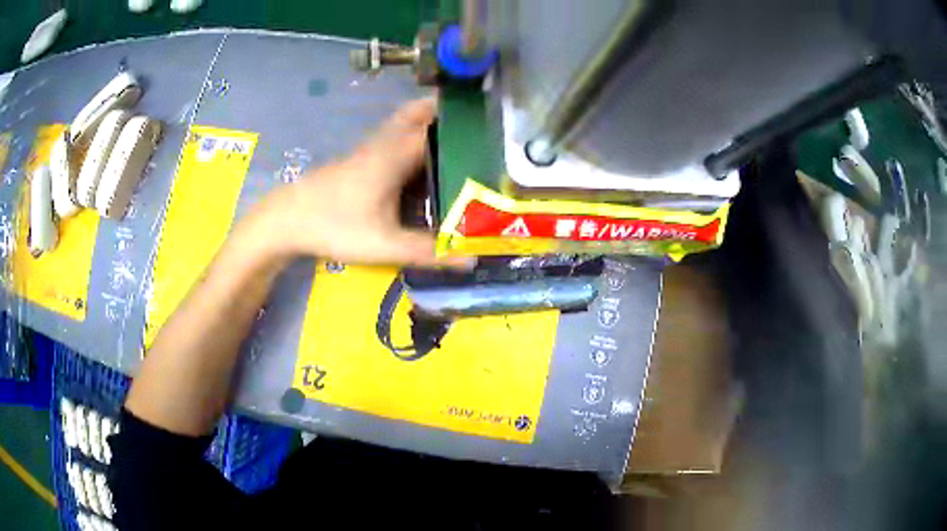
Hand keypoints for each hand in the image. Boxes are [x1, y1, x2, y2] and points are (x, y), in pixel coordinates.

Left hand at [248, 98, 470, 267]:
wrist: (287, 220)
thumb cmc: (335, 226)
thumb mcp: (384, 245)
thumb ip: (427, 252)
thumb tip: (469, 259)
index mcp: (395, 155)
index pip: (437, 125)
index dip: (464, 123)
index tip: (491, 124)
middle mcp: (385, 143)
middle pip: (418, 112)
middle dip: (445, 110)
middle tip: (475, 123)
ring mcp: (369, 149)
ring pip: (403, 123)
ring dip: (428, 121)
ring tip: (457, 136)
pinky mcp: (360, 159)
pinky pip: (393, 137)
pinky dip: (412, 136)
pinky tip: (422, 158)